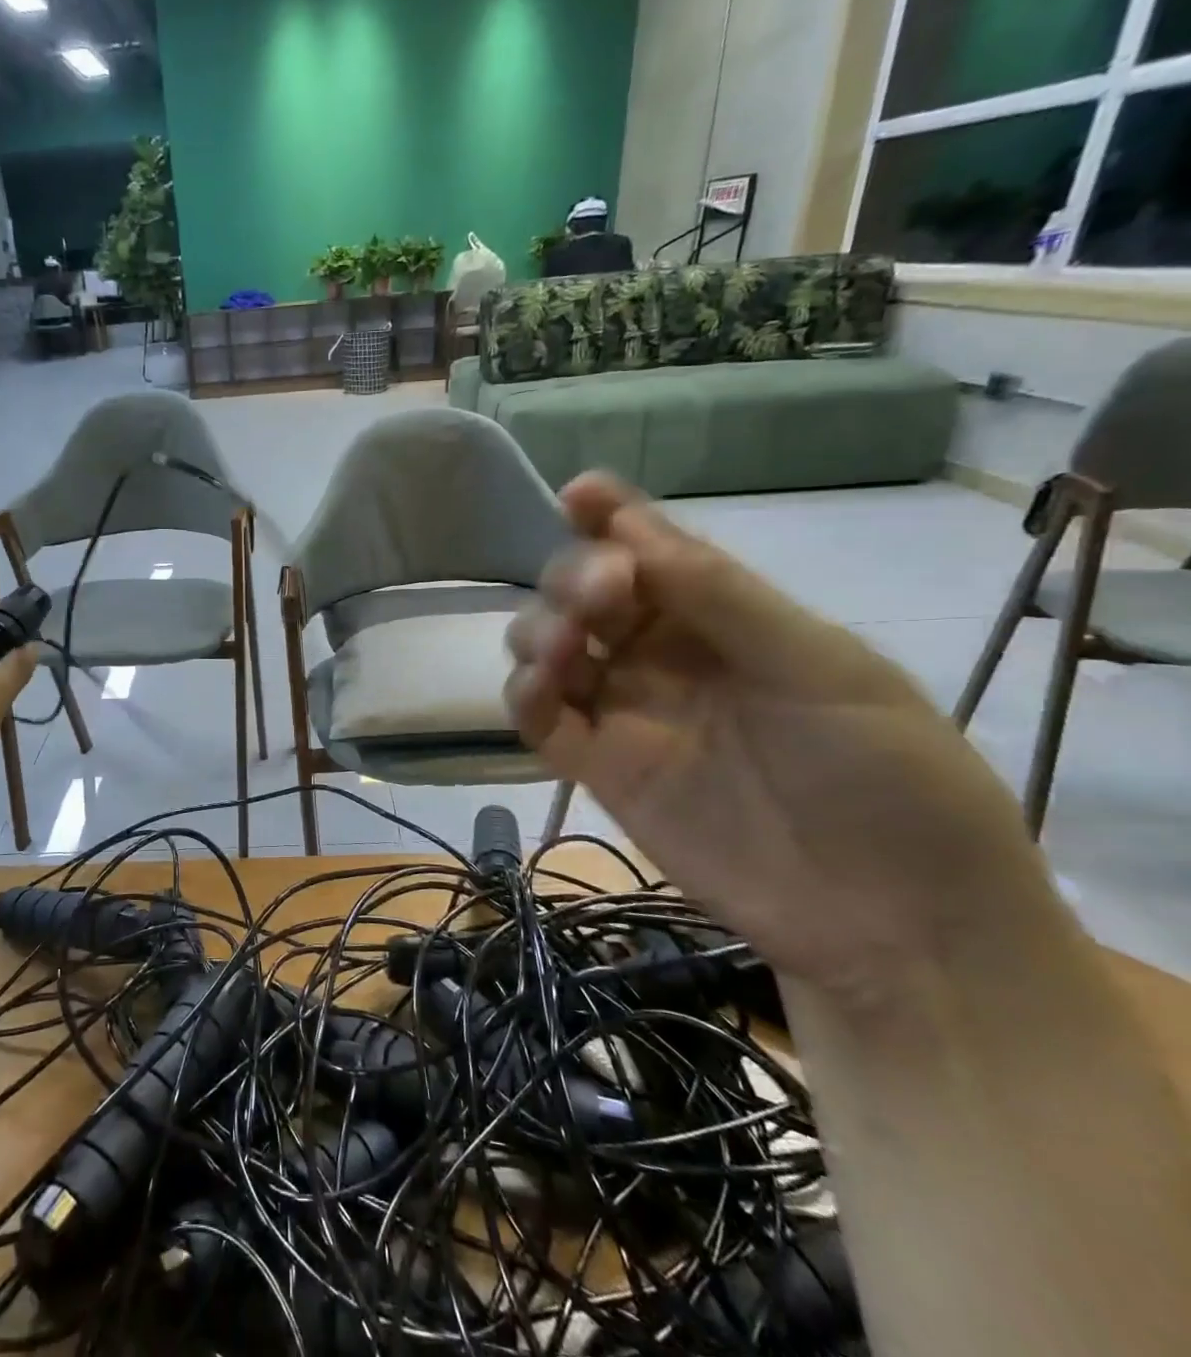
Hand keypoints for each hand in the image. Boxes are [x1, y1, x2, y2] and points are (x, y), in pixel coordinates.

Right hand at [504, 474, 1053, 1003]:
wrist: (889, 920)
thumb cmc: (885, 775)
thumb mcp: (822, 668)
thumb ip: (721, 598)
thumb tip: (630, 530)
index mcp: (724, 617)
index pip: (652, 550)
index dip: (612, 515)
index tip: (578, 495)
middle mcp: (662, 653)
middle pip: (582, 591)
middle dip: (574, 577)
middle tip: (601, 596)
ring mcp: (624, 710)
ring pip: (546, 645)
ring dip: (539, 630)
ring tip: (566, 649)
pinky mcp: (596, 766)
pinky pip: (538, 716)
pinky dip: (524, 695)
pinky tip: (540, 691)